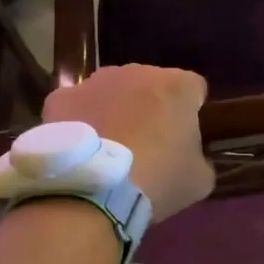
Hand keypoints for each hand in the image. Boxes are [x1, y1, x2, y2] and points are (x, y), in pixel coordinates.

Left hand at [43, 65, 214, 219]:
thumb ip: (201, 159)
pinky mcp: (62, 97)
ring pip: (113, 91)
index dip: (191, 112)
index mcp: (178, 86)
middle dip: (151, 107)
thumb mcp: (199, 179)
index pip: (195, 89)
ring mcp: (96, 81)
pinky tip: (81, 149)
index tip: (185, 137)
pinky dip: (81, 120)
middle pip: (152, 85)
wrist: (94, 191)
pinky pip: (78, 105)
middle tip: (147, 144)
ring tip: (110, 146)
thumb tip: (192, 158)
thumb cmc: (158, 180)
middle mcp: (138, 71)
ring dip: (116, 109)